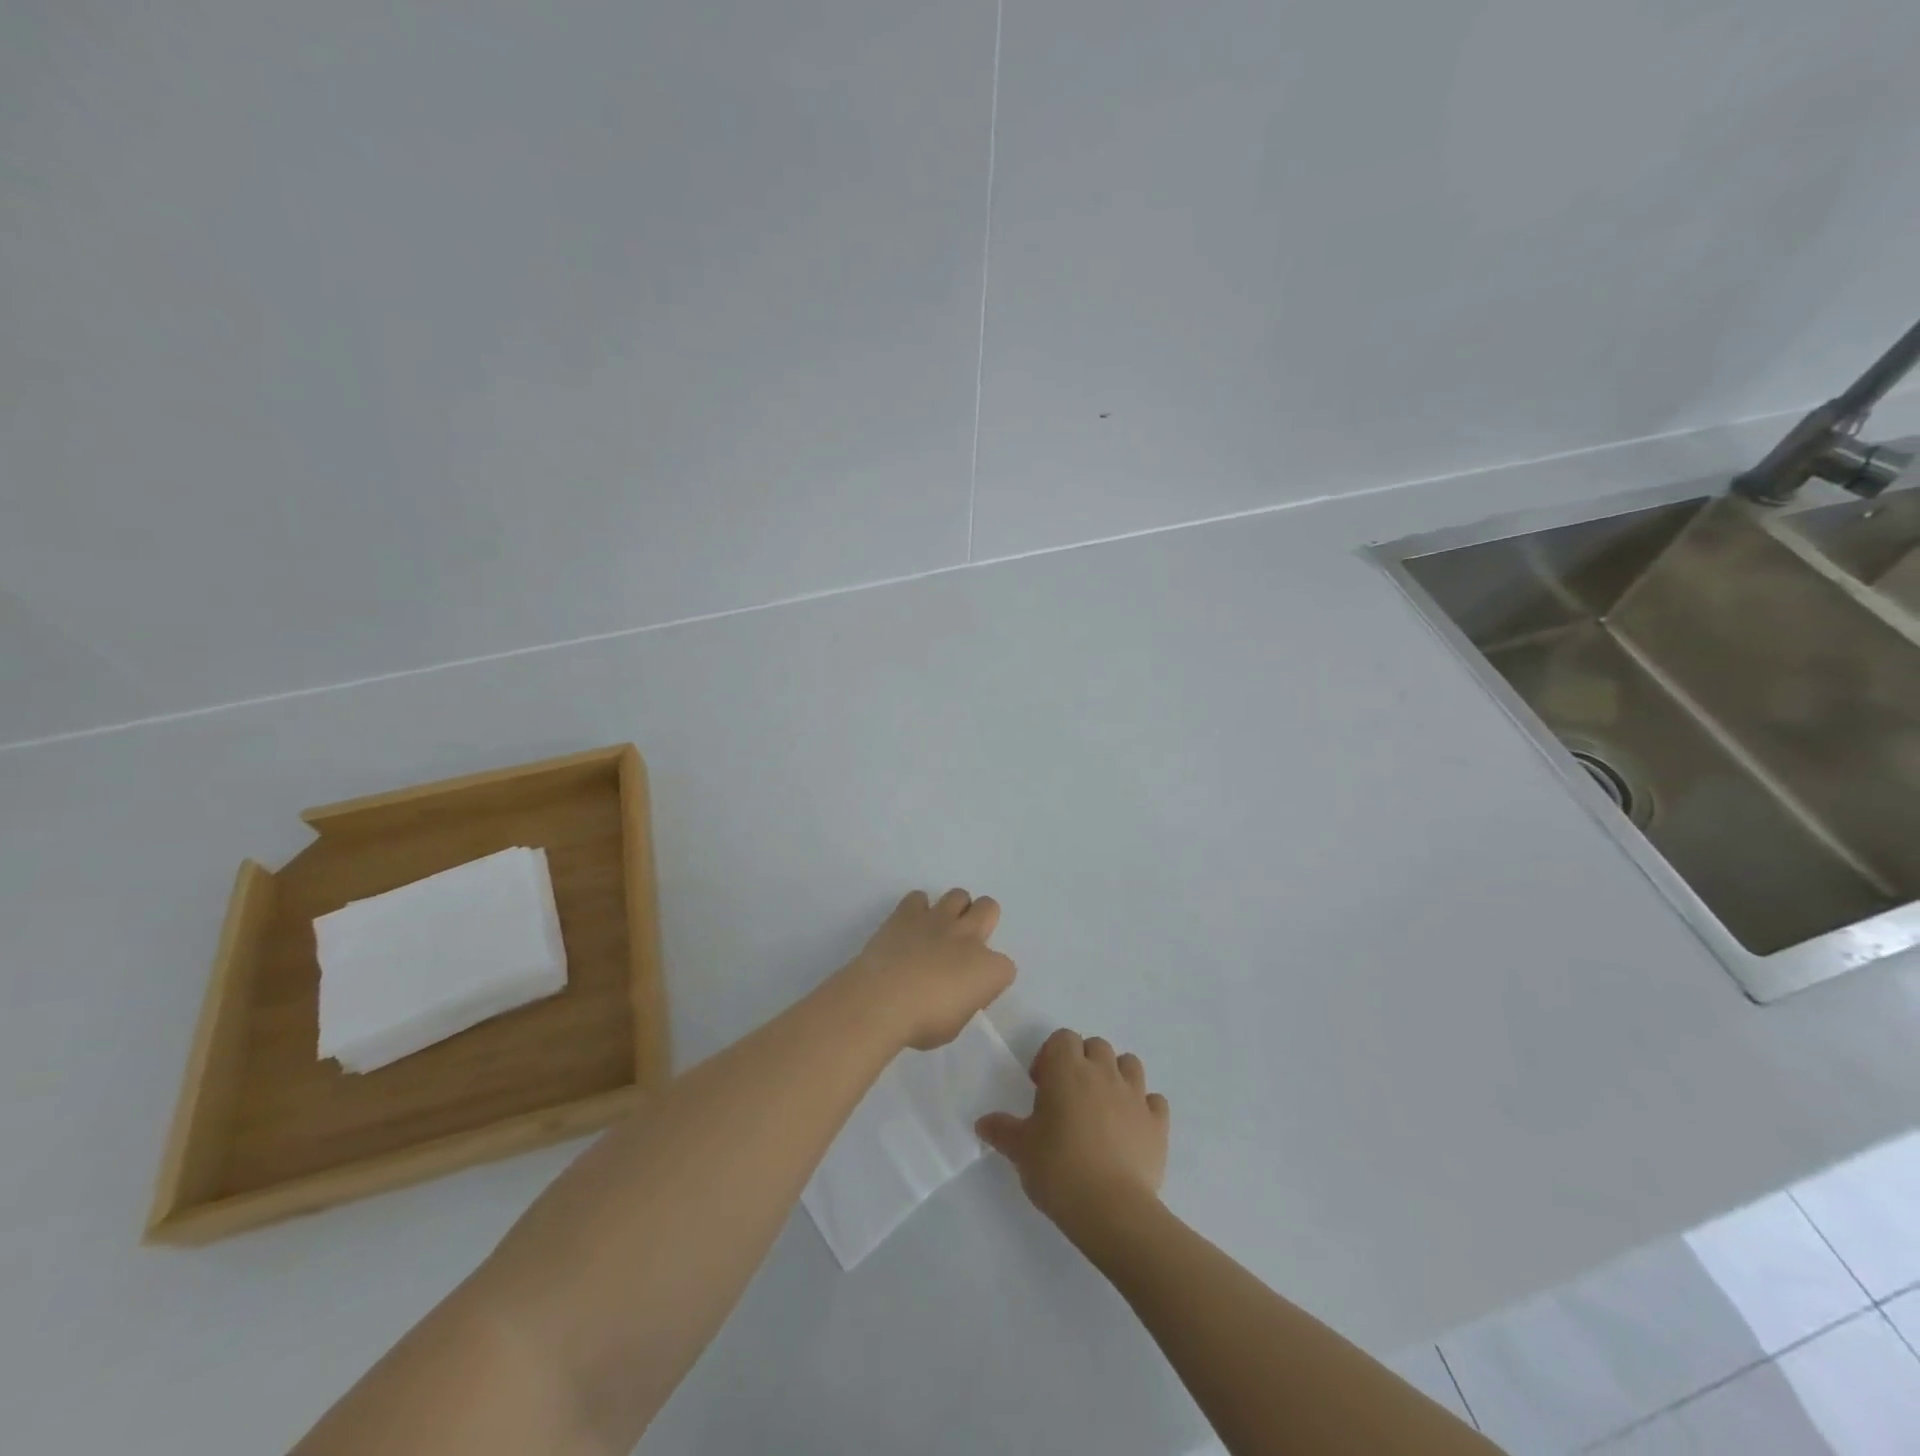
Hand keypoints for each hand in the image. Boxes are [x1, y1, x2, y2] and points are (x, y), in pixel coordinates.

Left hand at [844, 890, 1015, 1050]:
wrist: (881, 1001)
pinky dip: (916, 910)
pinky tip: (910, 928)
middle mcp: (969, 936)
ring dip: (953, 911)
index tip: (974, 990)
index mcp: (989, 970)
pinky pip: (918, 898)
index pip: (1006, 968)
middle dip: (981, 922)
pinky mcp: (908, 912)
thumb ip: (963, 1001)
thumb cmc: (921, 1023)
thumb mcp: (954, 1025)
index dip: (991, 978)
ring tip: (938, 931)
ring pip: (958, 895)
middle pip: (989, 908)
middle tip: (963, 945)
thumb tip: (957, 991)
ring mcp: (938, 919)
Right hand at [976, 1029, 1168, 1242]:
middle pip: (1096, 1045)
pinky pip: (1155, 1101)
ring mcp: (1135, 1095)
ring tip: (1102, 1106)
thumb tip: (982, 1122)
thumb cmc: (1059, 1169)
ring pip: (1129, 1064)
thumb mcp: (1020, 1150)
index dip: (1051, 1056)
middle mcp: (1103, 1072)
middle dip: (1083, 1061)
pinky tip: (1132, 1127)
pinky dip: (1144, 1107)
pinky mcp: (1158, 1123)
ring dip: (1116, 1075)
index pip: (1063, 1038)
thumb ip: (1001, 1130)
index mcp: (1067, 1069)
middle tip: (1069, 1095)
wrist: (1112, 1210)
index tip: (1041, 1086)